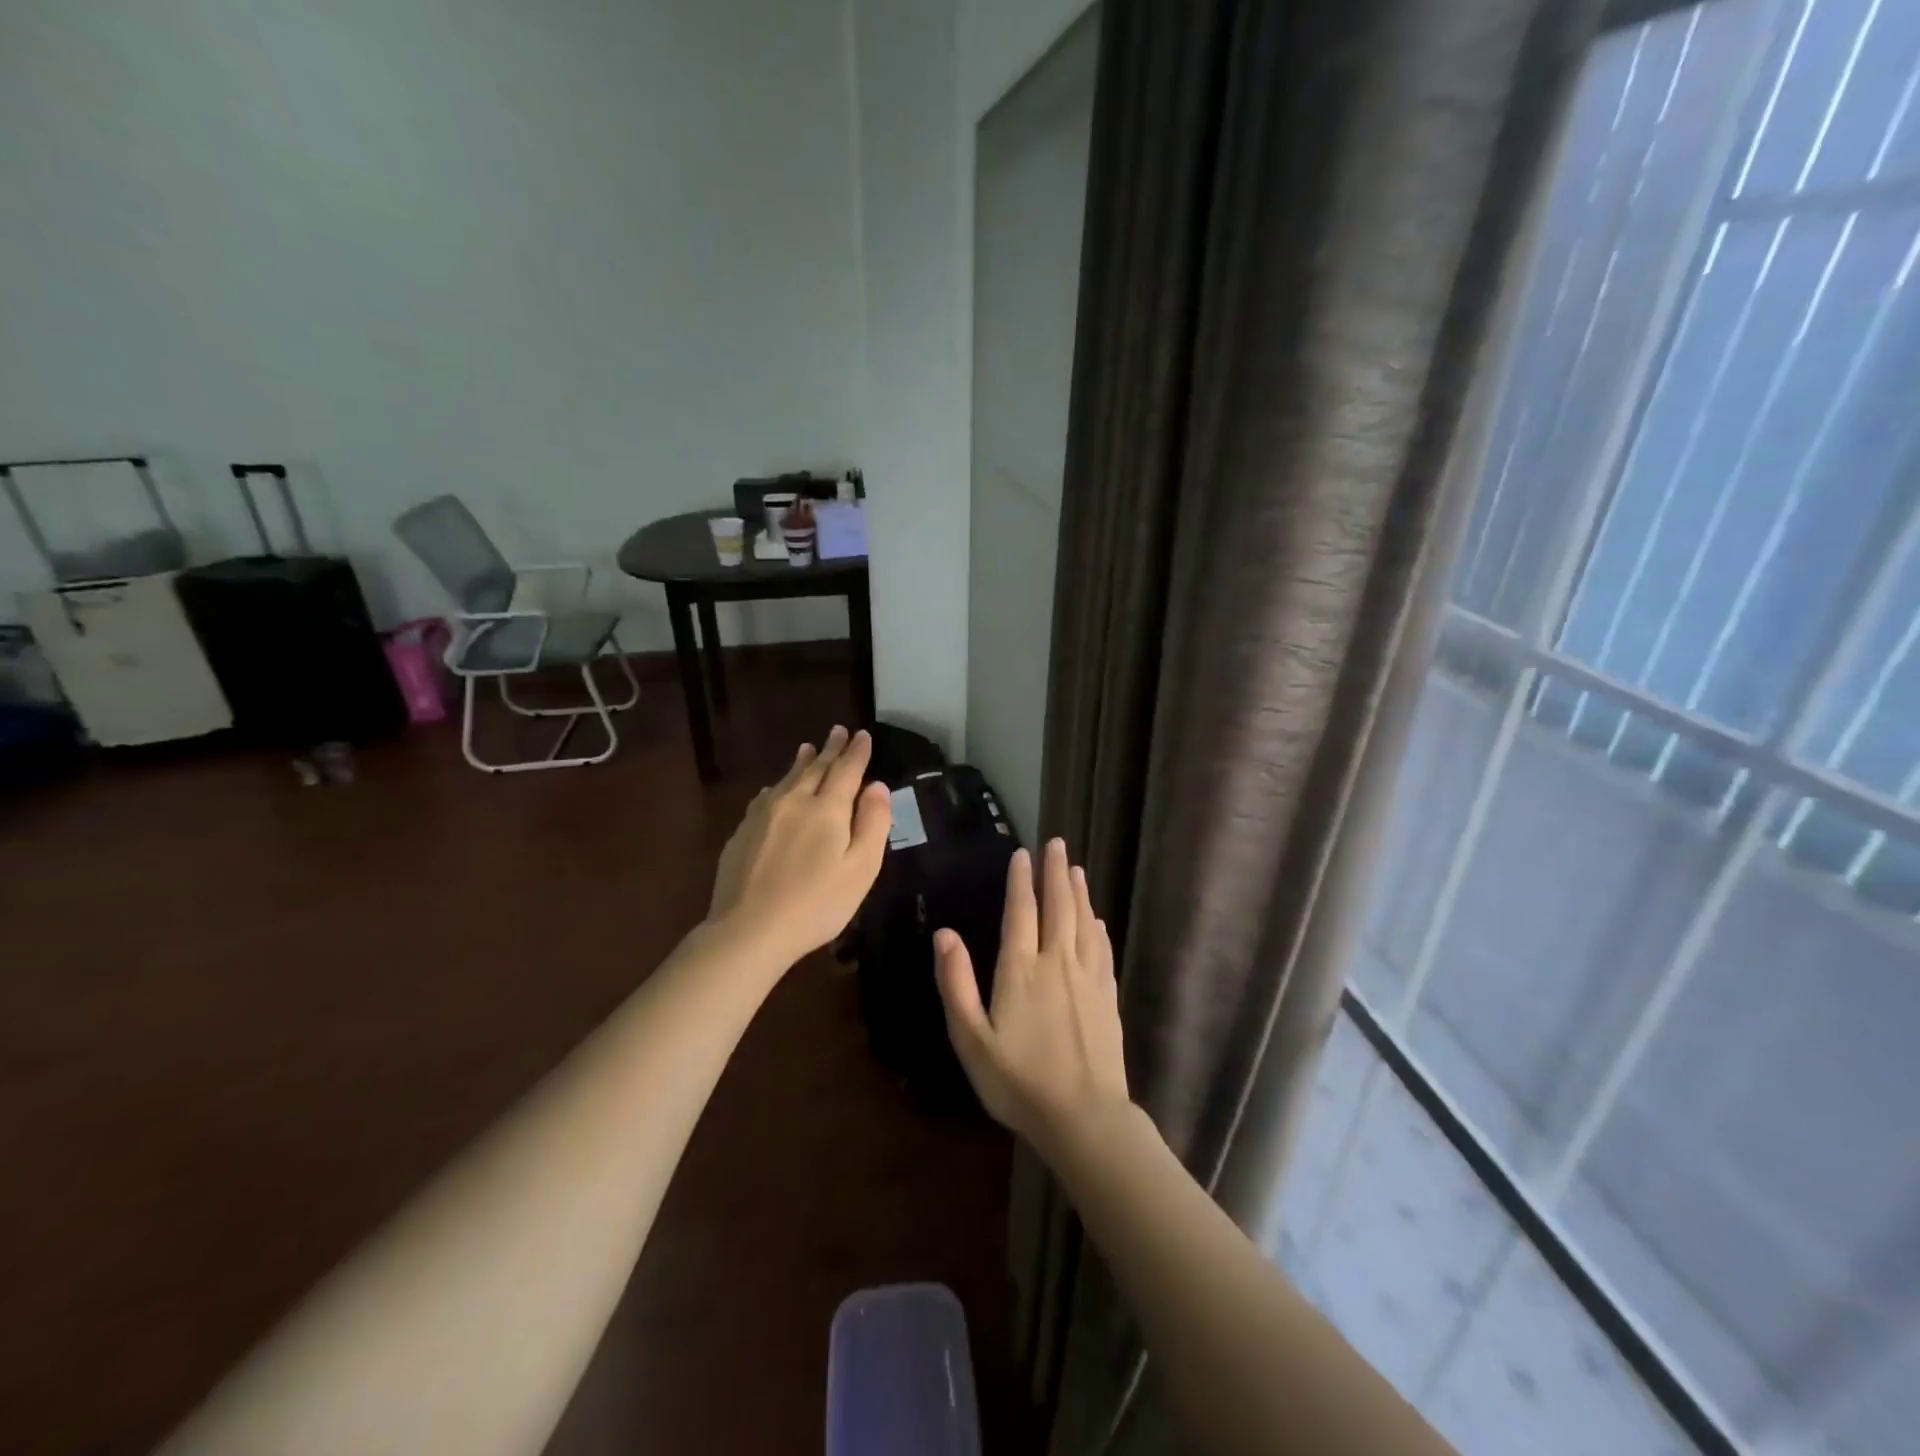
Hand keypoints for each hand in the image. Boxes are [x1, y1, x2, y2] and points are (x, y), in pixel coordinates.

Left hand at [707, 726, 892, 965]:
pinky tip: (775, 788)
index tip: (862, 735)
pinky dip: (777, 786)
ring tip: (808, 748)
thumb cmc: (816, 904)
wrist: (749, 929)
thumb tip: (878, 786)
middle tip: (838, 731)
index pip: (846, 770)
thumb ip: (873, 824)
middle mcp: (794, 801)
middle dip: (830, 749)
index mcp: (827, 809)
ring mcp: (763, 815)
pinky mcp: (742, 832)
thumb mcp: (861, 870)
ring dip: (802, 761)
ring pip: (787, 778)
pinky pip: (765, 797)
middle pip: (815, 768)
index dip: (857, 752)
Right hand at [933, 838, 1130, 1152]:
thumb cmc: (1019, 1081)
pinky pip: (1102, 948)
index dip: (1021, 881)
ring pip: (1083, 922)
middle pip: (1058, 907)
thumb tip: (944, 933)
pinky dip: (1097, 926)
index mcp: (1021, 970)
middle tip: (1057, 844)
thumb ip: (956, 984)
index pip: (1022, 912)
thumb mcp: (971, 1039)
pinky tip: (1096, 918)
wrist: (1084, 1117)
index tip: (1023, 854)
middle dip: (1055, 873)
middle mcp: (1057, 963)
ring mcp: (1087, 978)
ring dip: (1078, 892)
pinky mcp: (1107, 996)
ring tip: (1075, 868)